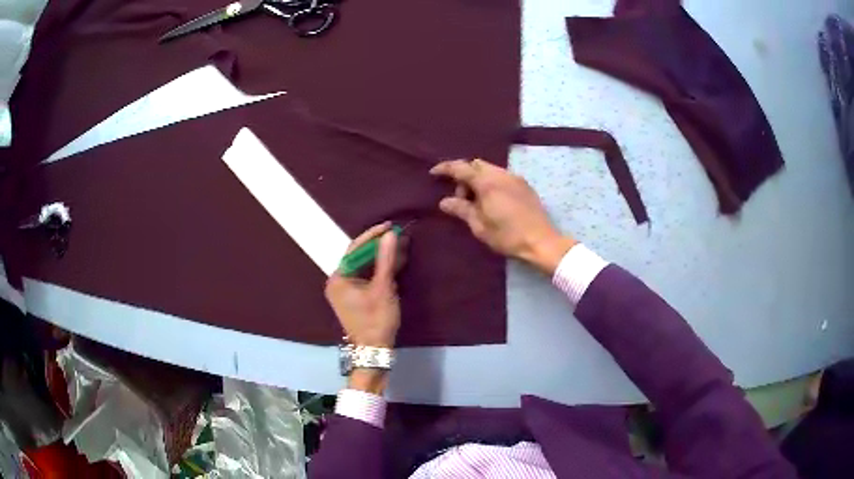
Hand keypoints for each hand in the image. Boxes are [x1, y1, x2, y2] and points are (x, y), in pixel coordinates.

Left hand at [325, 222, 400, 348]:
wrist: (375, 350)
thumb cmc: (376, 319)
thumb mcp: (383, 288)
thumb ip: (386, 259)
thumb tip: (391, 234)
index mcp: (338, 278)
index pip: (355, 249)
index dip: (373, 236)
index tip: (390, 226)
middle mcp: (338, 282)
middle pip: (359, 257)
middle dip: (379, 246)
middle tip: (398, 235)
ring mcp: (346, 290)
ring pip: (365, 267)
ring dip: (382, 257)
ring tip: (401, 245)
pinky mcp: (355, 297)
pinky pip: (367, 277)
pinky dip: (380, 270)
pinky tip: (396, 262)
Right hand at [430, 159, 576, 273]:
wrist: (541, 242)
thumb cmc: (507, 236)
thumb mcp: (479, 226)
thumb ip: (461, 209)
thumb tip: (444, 201)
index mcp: (487, 182)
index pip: (461, 168)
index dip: (445, 169)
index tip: (433, 173)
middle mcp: (501, 174)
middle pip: (476, 165)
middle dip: (464, 176)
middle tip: (461, 198)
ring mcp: (515, 178)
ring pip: (490, 169)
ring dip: (478, 179)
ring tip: (477, 202)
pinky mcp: (524, 185)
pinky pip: (502, 176)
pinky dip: (491, 182)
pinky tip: (493, 201)